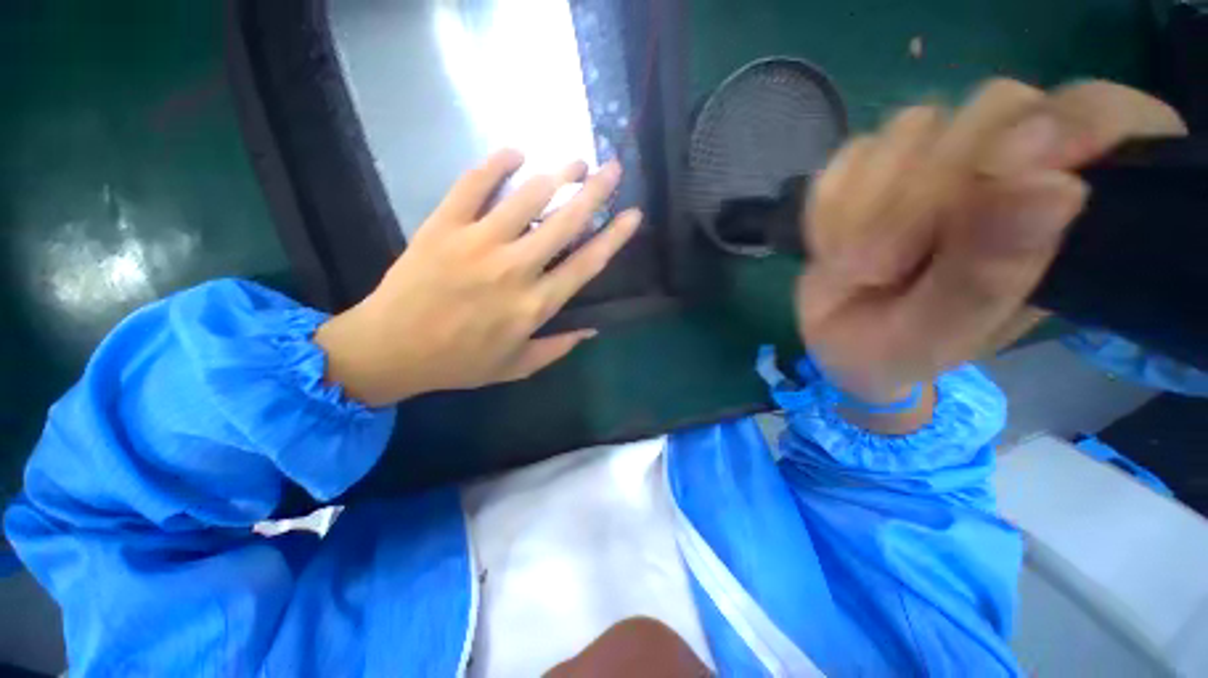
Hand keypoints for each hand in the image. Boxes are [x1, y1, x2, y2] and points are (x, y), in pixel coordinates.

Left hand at [315, 150, 641, 406]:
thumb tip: (593, 330)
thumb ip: (558, 348)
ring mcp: (478, 242)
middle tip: (612, 169)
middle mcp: (515, 269)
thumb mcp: (516, 367)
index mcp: (535, 305)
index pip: (587, 263)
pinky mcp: (444, 225)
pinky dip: (496, 163)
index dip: (614, 236)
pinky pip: (473, 184)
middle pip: (565, 221)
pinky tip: (515, 152)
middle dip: (594, 191)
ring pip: (527, 196)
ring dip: (557, 174)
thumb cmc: (459, 362)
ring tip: (575, 161)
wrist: (390, 349)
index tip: (633, 214)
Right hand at [796, 79, 1185, 425]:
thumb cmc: (900, 349)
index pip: (1104, 116)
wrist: (836, 340)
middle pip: (996, 108)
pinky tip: (831, 248)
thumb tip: (1057, 187)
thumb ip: (991, 273)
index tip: (1010, 171)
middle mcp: (1006, 164)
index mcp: (1060, 211)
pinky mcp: (873, 164)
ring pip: (914, 128)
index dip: (1075, 124)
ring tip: (855, 268)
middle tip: (884, 269)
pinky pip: (849, 157)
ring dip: (868, 205)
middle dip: (928, 192)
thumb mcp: (942, 333)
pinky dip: (829, 207)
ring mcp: (934, 156)